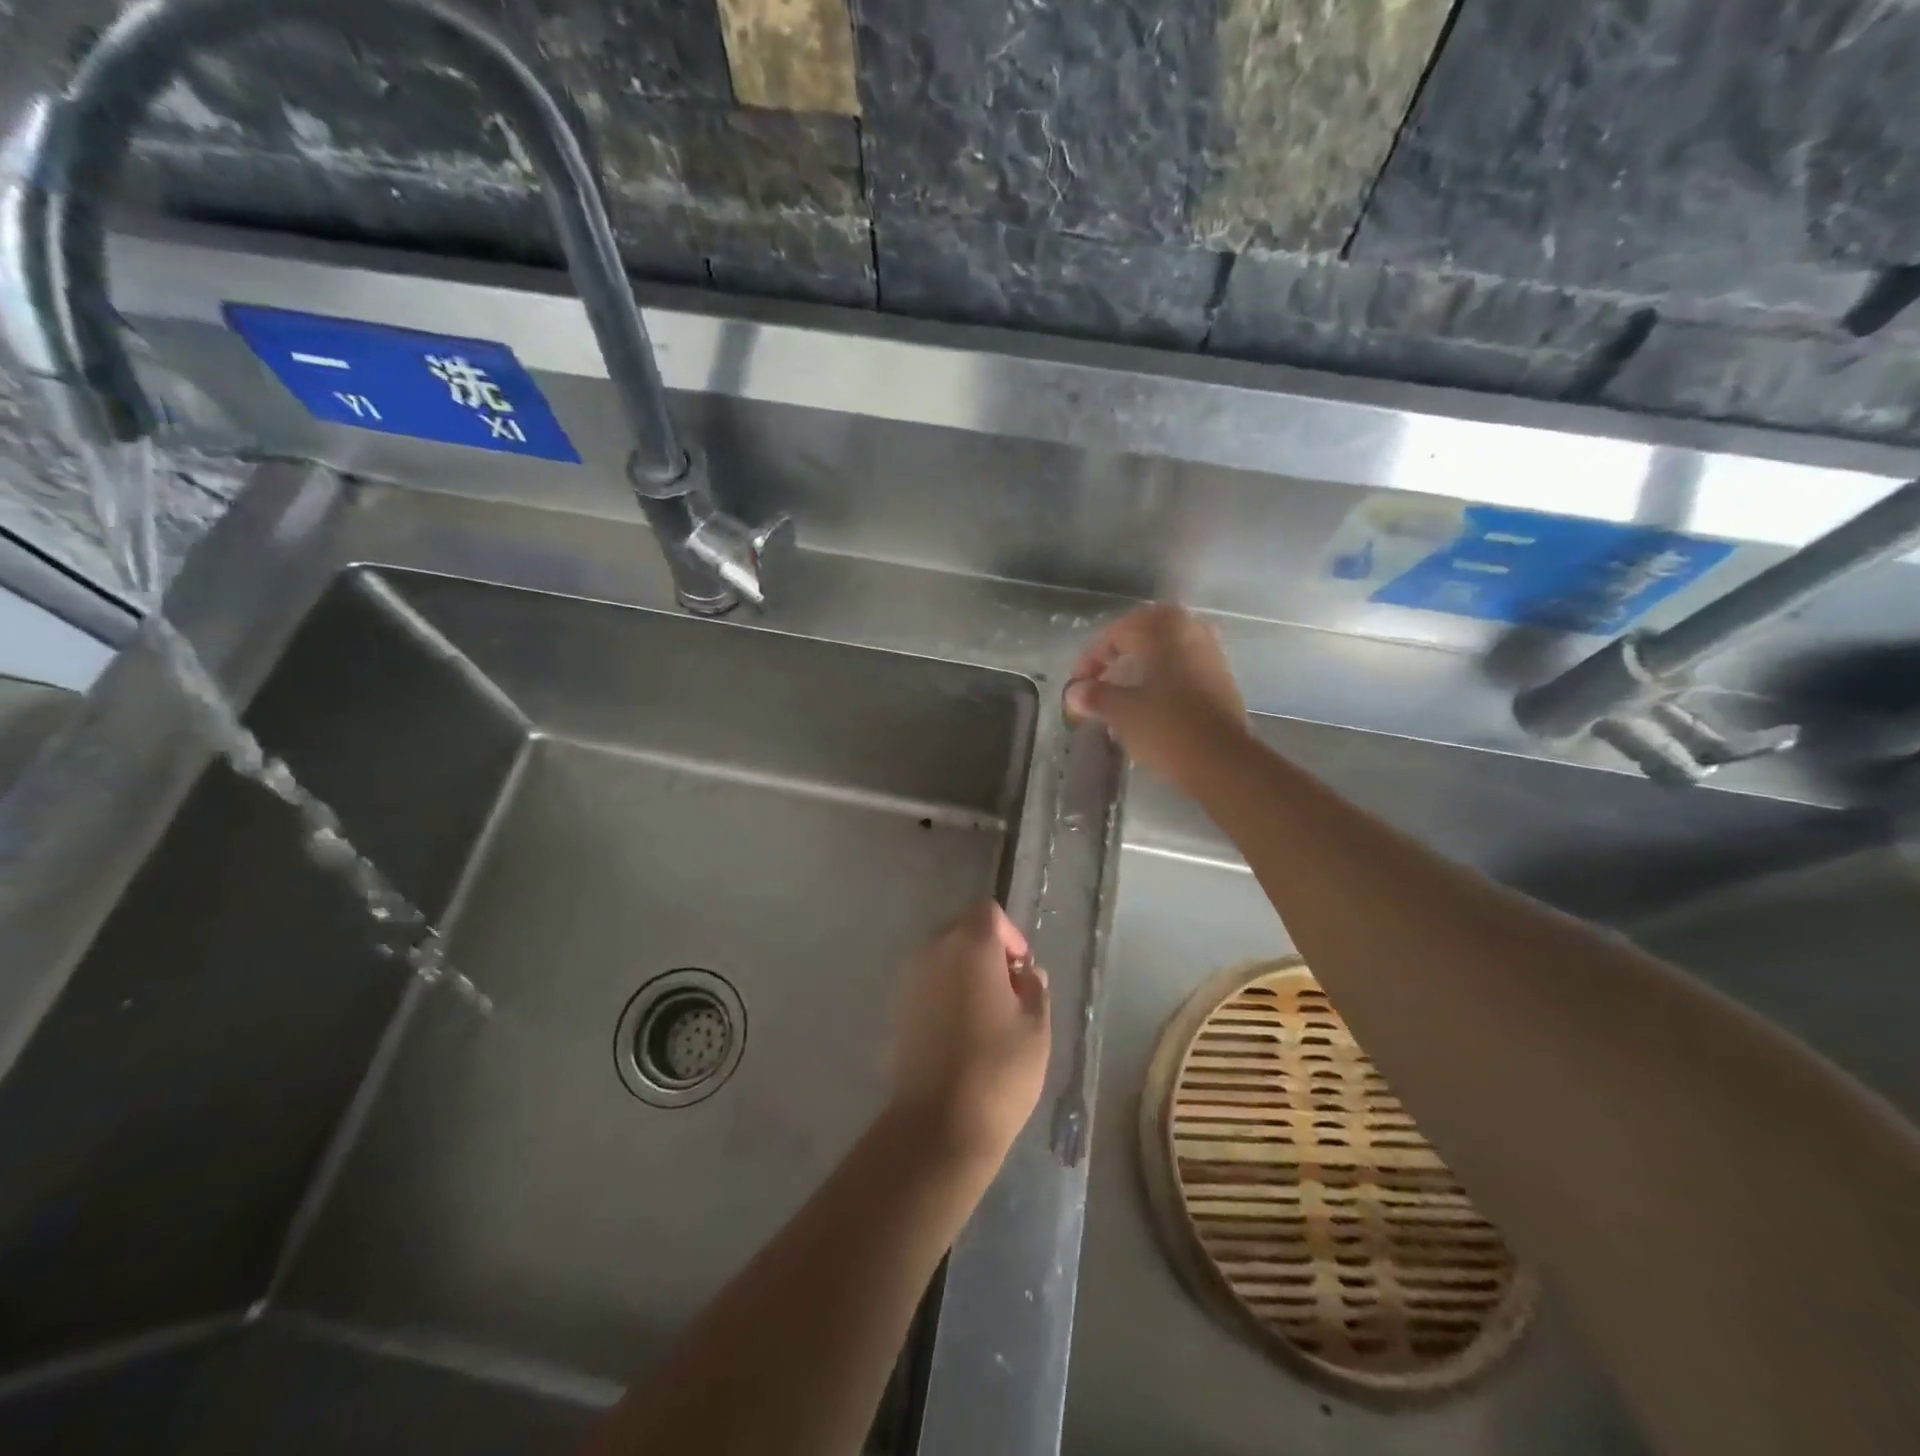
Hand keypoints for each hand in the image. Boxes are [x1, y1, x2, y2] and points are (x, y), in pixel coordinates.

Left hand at [888, 900, 1050, 1166]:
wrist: (938, 1125)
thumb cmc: (998, 1069)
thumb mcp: (1036, 1027)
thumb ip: (1034, 988)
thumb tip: (1025, 973)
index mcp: (970, 945)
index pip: (988, 912)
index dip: (1010, 934)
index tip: (1023, 969)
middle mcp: (934, 951)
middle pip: (963, 929)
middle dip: (988, 950)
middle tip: (1011, 990)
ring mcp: (911, 980)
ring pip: (944, 957)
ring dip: (967, 972)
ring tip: (989, 1014)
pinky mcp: (900, 1009)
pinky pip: (929, 984)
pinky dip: (947, 993)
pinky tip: (963, 1031)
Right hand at [1064, 604, 1250, 790]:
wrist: (1223, 763)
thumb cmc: (1167, 728)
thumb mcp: (1121, 712)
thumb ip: (1095, 696)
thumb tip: (1075, 691)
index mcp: (1164, 631)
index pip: (1118, 632)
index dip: (1092, 657)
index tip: (1079, 684)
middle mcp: (1191, 632)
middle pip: (1147, 631)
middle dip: (1120, 651)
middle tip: (1102, 674)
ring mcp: (1212, 656)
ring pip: (1169, 648)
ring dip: (1144, 663)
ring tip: (1124, 690)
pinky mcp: (1222, 682)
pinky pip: (1185, 667)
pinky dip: (1164, 677)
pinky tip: (1151, 703)